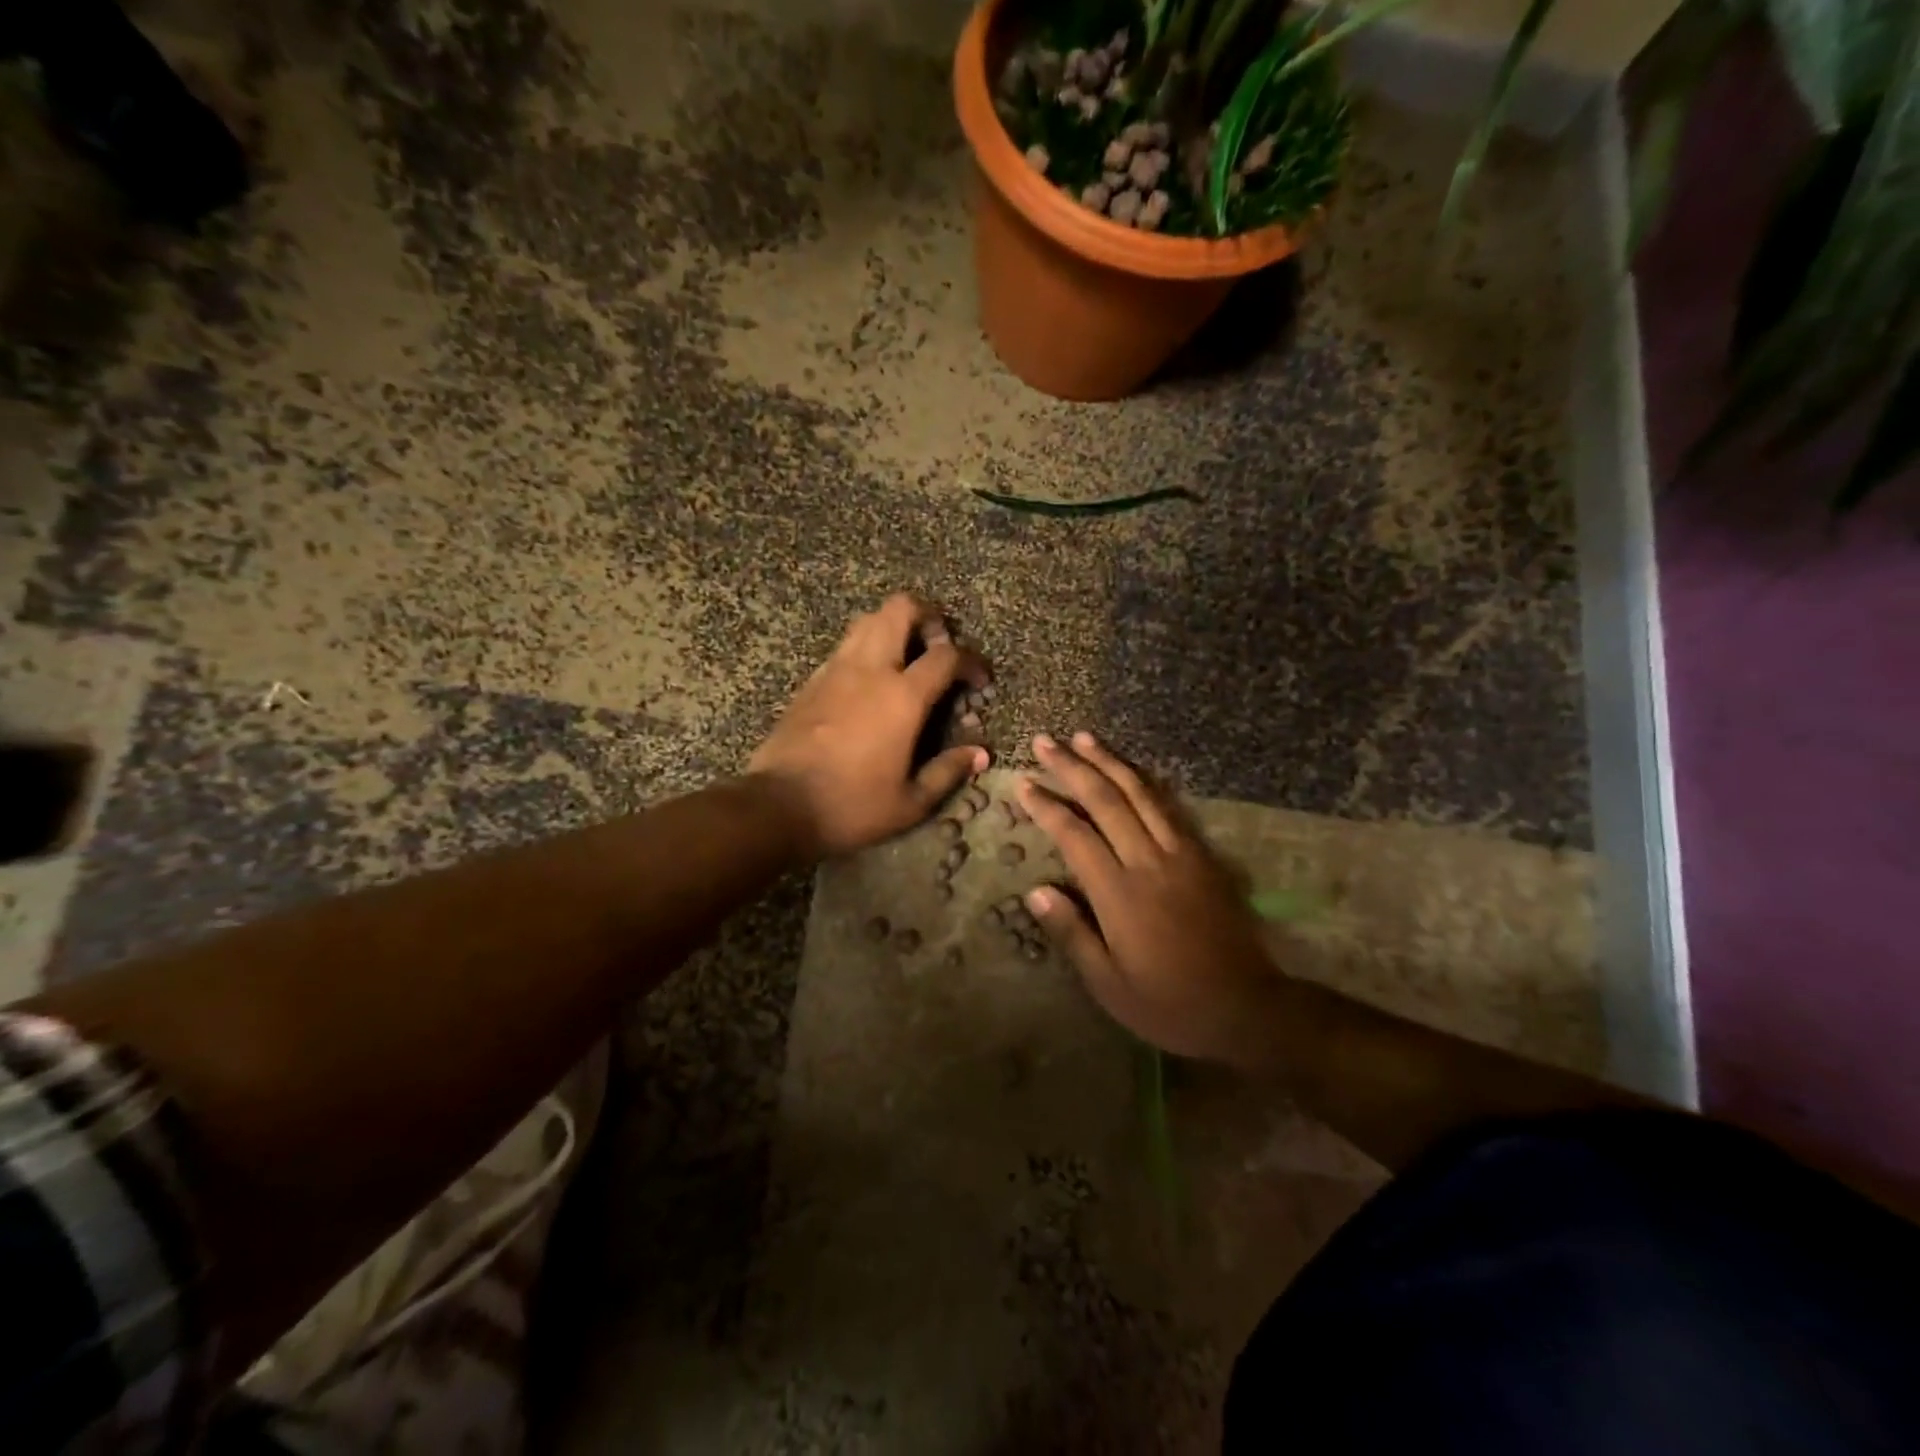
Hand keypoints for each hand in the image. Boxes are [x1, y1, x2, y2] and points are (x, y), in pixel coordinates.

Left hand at [748, 594, 990, 858]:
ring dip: (893, 628)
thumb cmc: (851, 806)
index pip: (947, 656)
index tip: (979, 681)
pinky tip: (869, 683)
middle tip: (938, 646)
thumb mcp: (910, 802)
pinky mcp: (811, 682)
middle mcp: (870, 670)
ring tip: (905, 659)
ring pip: (867, 621)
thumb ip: (948, 771)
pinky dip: (865, 650)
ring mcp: (835, 671)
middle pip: (900, 609)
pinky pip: (844, 647)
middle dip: (927, 616)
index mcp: (902, 697)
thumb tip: (980, 753)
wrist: (778, 806)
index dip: (971, 661)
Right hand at [1018, 732, 1281, 1065]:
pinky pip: (1169, 807)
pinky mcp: (1203, 856)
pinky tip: (1131, 769)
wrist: (1246, 1007)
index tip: (1023, 784)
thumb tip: (1036, 891)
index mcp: (1119, 894)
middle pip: (1105, 800)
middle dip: (1071, 767)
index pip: (1074, 835)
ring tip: (1083, 737)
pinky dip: (1145, 782)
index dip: (1046, 806)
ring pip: (1140, 794)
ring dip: (1109, 762)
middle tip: (1045, 742)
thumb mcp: (1109, 985)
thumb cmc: (1169, 1003)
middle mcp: (1148, 862)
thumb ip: (1072, 934)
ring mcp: (1181, 854)